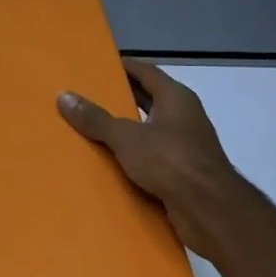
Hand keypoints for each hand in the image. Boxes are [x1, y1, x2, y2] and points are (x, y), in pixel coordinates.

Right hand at [57, 58, 249, 263]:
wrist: (211, 211)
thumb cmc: (171, 161)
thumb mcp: (125, 137)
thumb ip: (95, 118)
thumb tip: (64, 96)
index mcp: (175, 97)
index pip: (145, 71)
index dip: (122, 66)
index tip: (97, 65)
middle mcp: (184, 116)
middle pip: (148, 99)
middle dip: (121, 97)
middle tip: (88, 94)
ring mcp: (187, 145)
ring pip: (150, 129)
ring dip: (126, 128)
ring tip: (92, 127)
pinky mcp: (185, 173)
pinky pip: (153, 156)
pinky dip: (134, 155)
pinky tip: (110, 160)